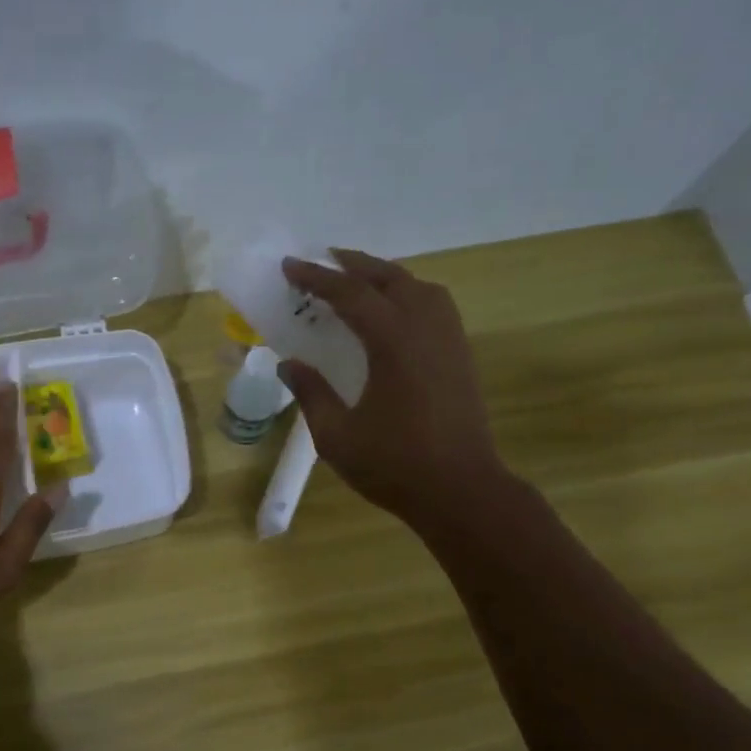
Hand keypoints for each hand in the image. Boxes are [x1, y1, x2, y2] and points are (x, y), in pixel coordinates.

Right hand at [278, 250, 509, 532]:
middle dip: (353, 265)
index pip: (350, 294)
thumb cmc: (394, 465)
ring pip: (419, 287)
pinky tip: (396, 314)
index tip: (290, 266)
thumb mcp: (336, 435)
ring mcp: (449, 340)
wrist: (461, 490)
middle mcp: (425, 328)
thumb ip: (311, 394)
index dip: (317, 278)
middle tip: (324, 260)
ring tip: (359, 280)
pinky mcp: (461, 356)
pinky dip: (409, 294)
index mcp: (393, 341)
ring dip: (386, 276)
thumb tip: (289, 365)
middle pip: (389, 278)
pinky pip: (435, 306)